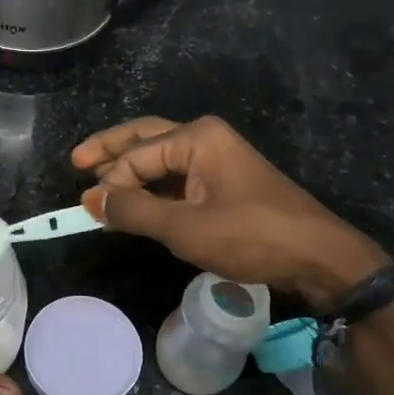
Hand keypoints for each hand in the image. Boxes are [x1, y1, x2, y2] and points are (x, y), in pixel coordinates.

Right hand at [72, 116, 390, 310]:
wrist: (318, 257)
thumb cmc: (251, 236)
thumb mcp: (185, 227)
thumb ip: (134, 210)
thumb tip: (91, 200)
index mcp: (196, 137)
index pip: (136, 156)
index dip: (109, 182)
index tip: (87, 210)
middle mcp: (205, 138)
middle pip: (145, 138)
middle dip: (110, 151)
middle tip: (75, 162)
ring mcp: (217, 158)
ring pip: (161, 157)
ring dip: (131, 170)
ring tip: (99, 183)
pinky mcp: (224, 181)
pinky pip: (178, 176)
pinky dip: (154, 186)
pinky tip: (137, 201)